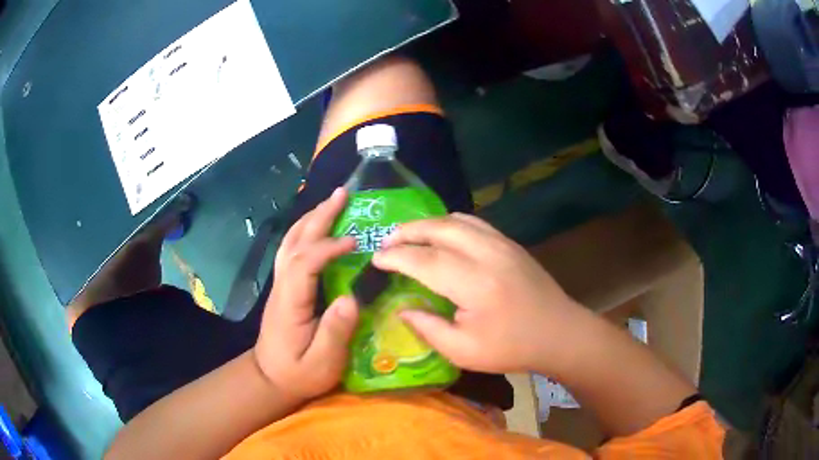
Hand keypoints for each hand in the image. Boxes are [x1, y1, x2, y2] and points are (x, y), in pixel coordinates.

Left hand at [254, 188, 358, 400]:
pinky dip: (306, 232)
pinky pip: (293, 250)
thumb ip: (335, 333)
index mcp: (290, 303)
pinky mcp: (284, 287)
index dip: (328, 247)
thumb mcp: (322, 363)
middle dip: (318, 216)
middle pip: (296, 242)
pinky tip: (319, 227)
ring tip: (333, 202)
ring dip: (311, 219)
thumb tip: (350, 298)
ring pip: (291, 242)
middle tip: (343, 194)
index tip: (354, 241)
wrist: (270, 378)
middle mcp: (282, 287)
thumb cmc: (298, 373)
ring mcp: (280, 285)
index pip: (304, 263)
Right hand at [372, 213, 586, 374]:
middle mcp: (487, 254)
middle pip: (438, 228)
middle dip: (407, 231)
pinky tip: (442, 236)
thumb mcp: (463, 352)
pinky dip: (450, 224)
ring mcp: (502, 243)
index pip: (424, 259)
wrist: (559, 333)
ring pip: (456, 220)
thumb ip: (428, 328)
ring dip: (428, 224)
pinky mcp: (511, 243)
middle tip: (386, 242)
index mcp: (474, 284)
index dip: (396, 257)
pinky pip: (474, 222)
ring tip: (408, 236)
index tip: (376, 260)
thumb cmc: (512, 348)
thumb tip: (402, 308)